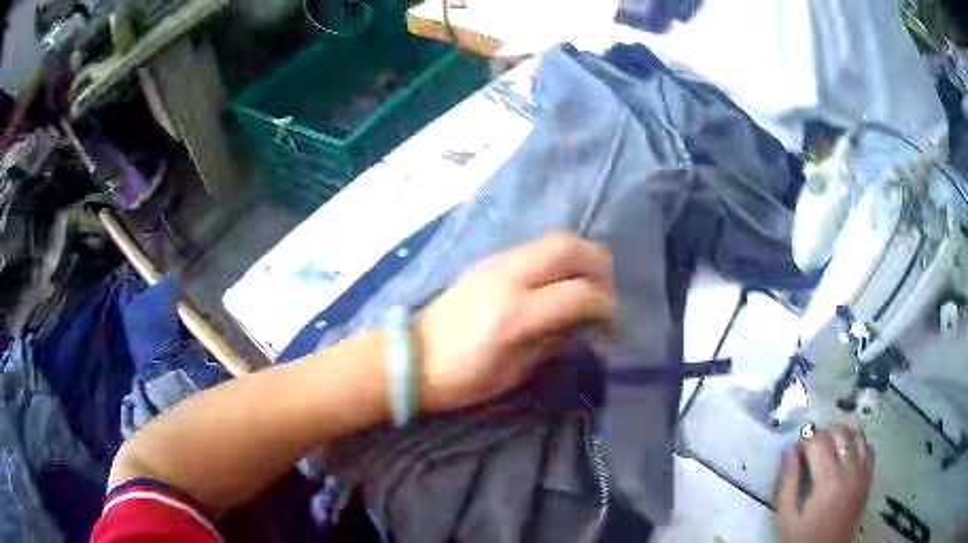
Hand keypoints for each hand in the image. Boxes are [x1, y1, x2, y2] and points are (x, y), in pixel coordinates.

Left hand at [415, 232, 615, 411]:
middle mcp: (507, 278)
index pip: (578, 294)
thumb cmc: (461, 379)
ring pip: (553, 240)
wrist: (411, 358)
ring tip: (589, 284)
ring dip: (581, 256)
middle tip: (609, 292)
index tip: (614, 323)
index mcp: (514, 316)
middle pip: (569, 247)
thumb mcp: (515, 372)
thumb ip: (554, 340)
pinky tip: (560, 281)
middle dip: (600, 265)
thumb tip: (585, 322)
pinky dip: (558, 258)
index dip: (607, 307)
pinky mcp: (488, 260)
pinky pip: (535, 248)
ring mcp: (495, 263)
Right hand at [778, 424, 874, 542]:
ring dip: (842, 434)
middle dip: (823, 433)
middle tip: (810, 447)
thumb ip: (788, 482)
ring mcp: (863, 472)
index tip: (796, 448)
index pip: (819, 441)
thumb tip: (789, 450)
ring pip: (857, 435)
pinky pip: (868, 448)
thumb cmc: (803, 538)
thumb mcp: (787, 517)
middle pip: (840, 432)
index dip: (806, 439)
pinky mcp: (869, 477)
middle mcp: (850, 469)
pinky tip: (848, 452)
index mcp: (828, 480)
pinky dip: (858, 443)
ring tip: (829, 445)